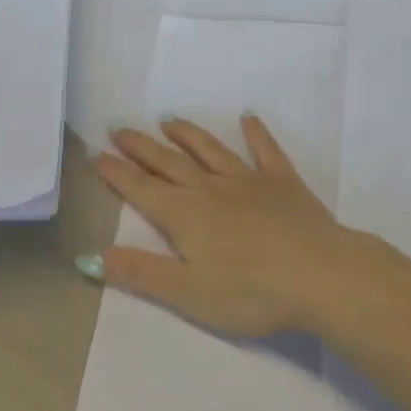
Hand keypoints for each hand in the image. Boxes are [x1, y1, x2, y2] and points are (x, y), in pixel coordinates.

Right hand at [90, 116, 383, 339]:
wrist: (320, 276)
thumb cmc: (251, 293)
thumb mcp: (187, 293)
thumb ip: (140, 273)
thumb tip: (90, 256)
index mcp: (185, 216)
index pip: (142, 189)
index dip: (117, 173)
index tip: (96, 154)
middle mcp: (211, 189)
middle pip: (169, 163)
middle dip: (142, 147)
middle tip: (120, 128)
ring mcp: (249, 181)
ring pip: (210, 150)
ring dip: (187, 134)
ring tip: (168, 120)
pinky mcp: (283, 182)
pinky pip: (266, 151)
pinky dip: (256, 132)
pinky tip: (248, 117)